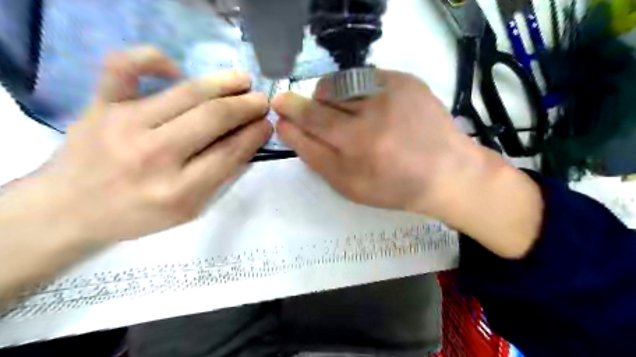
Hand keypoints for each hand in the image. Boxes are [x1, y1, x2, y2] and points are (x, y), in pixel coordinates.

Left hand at [33, 45, 269, 242]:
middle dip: (247, 105)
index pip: (231, 152)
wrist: (70, 210)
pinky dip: (152, 58)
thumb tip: (247, 141)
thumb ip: (220, 177)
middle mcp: (154, 155)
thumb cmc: (138, 215)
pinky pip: (124, 66)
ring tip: (243, 80)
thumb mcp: (190, 210)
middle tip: (261, 101)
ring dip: (223, 82)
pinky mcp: (99, 105)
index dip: (256, 133)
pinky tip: (176, 68)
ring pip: (186, 92)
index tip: (267, 124)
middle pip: (214, 118)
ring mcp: (123, 124)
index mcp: (179, 190)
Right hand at [273, 70, 540, 258]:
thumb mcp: (348, 185)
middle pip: (323, 98)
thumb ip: (315, 156)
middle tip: (313, 114)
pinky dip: (357, 90)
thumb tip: (287, 127)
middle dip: (309, 103)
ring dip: (333, 97)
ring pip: (341, 83)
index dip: (291, 110)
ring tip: (344, 114)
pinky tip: (369, 108)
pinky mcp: (406, 80)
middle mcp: (373, 114)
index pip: (311, 119)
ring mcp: (392, 92)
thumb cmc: (392, 187)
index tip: (279, 105)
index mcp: (357, 145)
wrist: (445, 173)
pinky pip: (365, 77)